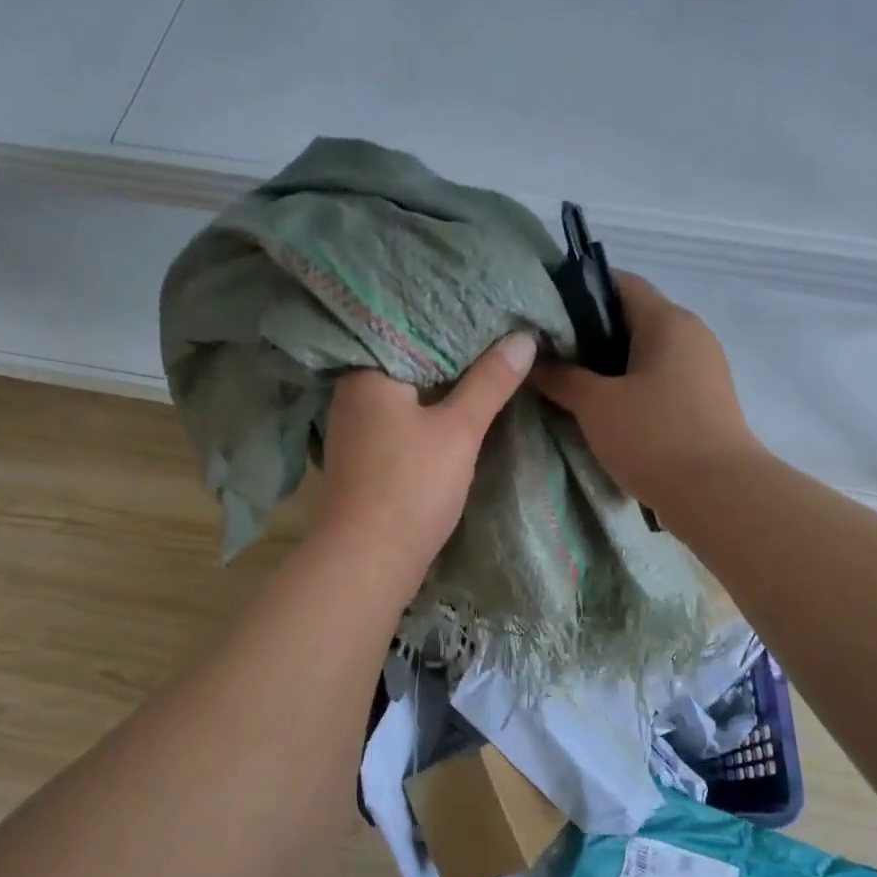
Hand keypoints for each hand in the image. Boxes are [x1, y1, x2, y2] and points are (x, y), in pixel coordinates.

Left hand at [314, 332, 537, 583]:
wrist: (367, 561)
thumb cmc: (411, 486)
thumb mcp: (459, 430)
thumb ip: (490, 383)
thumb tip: (524, 338)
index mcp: (367, 372)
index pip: (411, 328)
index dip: (453, 322)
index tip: (492, 315)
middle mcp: (353, 393)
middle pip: (409, 362)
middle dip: (451, 356)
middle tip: (498, 338)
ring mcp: (355, 428)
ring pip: (406, 394)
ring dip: (440, 387)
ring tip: (485, 368)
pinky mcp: (364, 457)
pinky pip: (401, 420)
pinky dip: (427, 414)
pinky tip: (456, 412)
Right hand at [533, 273, 760, 512]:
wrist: (718, 496)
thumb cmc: (654, 437)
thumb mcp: (596, 405)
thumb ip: (562, 377)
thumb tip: (533, 362)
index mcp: (668, 321)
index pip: (619, 284)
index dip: (578, 291)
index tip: (543, 312)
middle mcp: (691, 335)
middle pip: (631, 319)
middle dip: (588, 335)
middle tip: (547, 356)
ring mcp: (702, 371)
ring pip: (644, 355)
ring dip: (607, 368)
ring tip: (567, 386)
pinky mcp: (704, 404)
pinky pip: (658, 383)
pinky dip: (629, 390)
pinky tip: (602, 414)